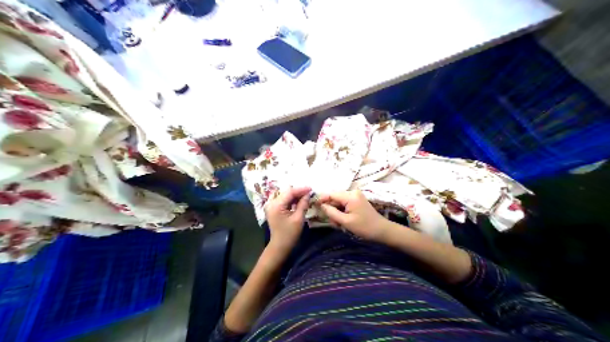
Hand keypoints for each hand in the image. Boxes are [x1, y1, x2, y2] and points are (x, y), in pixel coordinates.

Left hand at [264, 187, 309, 253]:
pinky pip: (283, 200)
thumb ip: (303, 204)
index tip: (311, 188)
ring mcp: (271, 205)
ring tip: (306, 196)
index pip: (289, 192)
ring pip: (284, 195)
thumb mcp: (298, 219)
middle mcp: (271, 203)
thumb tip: (308, 194)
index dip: (301, 189)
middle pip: (286, 192)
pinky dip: (291, 199)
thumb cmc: (289, 234)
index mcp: (276, 205)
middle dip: (298, 191)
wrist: (279, 246)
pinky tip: (299, 201)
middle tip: (309, 193)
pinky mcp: (273, 209)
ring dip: (295, 195)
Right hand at [317, 192, 387, 241]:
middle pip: (335, 198)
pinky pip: (345, 204)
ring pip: (339, 202)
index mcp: (350, 196)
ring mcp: (356, 196)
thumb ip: (331, 212)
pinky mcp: (357, 200)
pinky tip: (344, 221)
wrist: (382, 230)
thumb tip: (321, 205)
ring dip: (336, 212)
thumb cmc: (364, 227)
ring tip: (339, 224)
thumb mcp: (345, 221)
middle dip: (331, 209)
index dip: (322, 199)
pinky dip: (342, 212)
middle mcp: (353, 192)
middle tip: (333, 222)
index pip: (331, 194)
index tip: (314, 205)